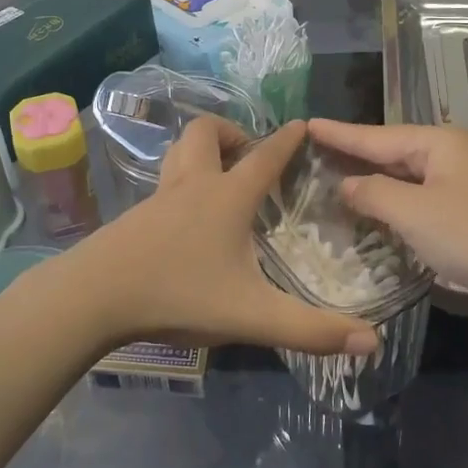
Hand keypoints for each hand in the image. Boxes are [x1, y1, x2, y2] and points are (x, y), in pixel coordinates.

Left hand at [64, 119, 378, 357]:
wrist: (95, 296)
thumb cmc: (178, 294)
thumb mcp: (251, 316)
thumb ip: (311, 330)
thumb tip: (372, 343)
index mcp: (226, 197)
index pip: (264, 157)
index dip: (286, 140)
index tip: (301, 124)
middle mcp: (191, 186)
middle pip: (205, 133)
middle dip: (230, 132)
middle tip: (248, 156)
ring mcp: (157, 199)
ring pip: (178, 154)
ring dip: (200, 153)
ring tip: (219, 178)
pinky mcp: (134, 217)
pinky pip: (163, 184)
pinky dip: (181, 183)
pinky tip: (185, 219)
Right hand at [307, 119, 467, 334]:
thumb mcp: (415, 214)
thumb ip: (373, 194)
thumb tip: (346, 185)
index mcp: (440, 143)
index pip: (376, 135)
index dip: (338, 133)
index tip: (306, 125)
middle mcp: (454, 154)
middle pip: (393, 152)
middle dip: (355, 156)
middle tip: (314, 156)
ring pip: (409, 177)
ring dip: (375, 183)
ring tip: (336, 182)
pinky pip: (424, 199)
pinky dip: (398, 205)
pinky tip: (378, 213)